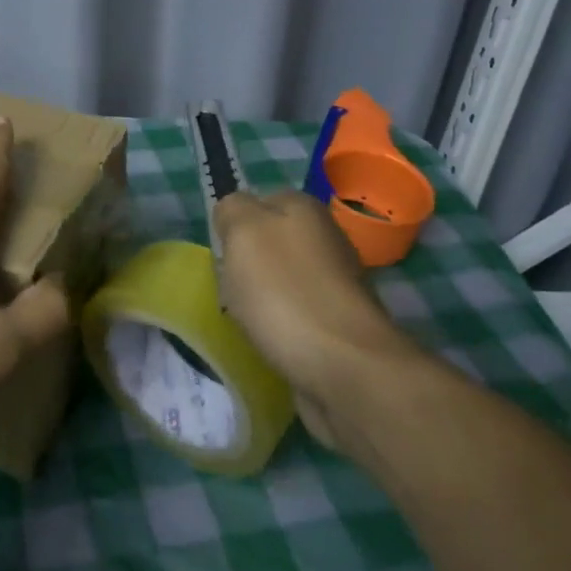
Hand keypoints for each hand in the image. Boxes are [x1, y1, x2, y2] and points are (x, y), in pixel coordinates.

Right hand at [213, 190, 414, 446]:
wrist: (347, 369)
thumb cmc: (285, 294)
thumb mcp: (242, 233)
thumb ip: (232, 209)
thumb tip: (234, 213)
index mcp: (304, 208)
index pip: (257, 201)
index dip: (234, 227)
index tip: (223, 256)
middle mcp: (327, 237)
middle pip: (271, 242)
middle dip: (250, 265)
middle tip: (233, 289)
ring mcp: (339, 282)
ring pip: (284, 279)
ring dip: (265, 298)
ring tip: (251, 321)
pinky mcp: (342, 323)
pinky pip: (298, 314)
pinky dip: (283, 326)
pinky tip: (274, 341)